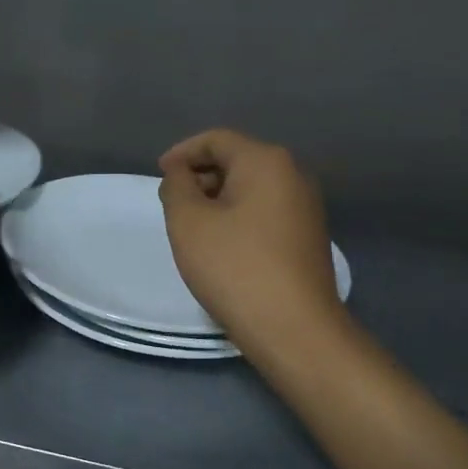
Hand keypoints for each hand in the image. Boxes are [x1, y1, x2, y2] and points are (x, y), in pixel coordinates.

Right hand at [158, 129, 345, 355]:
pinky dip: (239, 217)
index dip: (182, 153)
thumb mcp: (189, 222)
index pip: (217, 140)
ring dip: (219, 199)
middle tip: (173, 203)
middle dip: (201, 176)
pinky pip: (266, 212)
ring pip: (252, 188)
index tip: (159, 175)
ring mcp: (306, 207)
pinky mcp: (308, 237)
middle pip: (238, 161)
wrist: (294, 329)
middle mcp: (294, 175)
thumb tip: (181, 174)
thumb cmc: (235, 268)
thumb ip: (177, 187)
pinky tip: (222, 246)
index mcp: (267, 161)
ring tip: (193, 227)